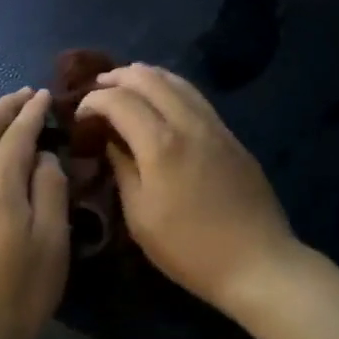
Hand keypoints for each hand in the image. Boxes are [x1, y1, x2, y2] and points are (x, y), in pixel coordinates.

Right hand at [77, 64, 296, 315]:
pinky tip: (163, 101)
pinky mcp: (231, 136)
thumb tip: (111, 141)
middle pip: (149, 79)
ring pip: (177, 81)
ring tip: (127, 84)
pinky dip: (171, 88)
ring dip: (146, 77)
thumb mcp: (140, 217)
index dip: (94, 101)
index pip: (119, 101)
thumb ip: (123, 170)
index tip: (80, 115)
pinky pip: (196, 97)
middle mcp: (188, 123)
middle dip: (118, 78)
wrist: (257, 262)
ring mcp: (214, 126)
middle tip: (98, 87)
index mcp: (160, 144)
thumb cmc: (189, 248)